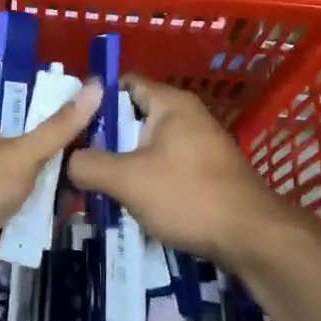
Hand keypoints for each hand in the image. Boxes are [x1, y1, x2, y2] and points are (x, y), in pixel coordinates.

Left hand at [0, 78, 102, 298]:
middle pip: (33, 153)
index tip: (96, 117)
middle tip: (104, 158)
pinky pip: (25, 219)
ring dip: (55, 194)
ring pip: (31, 189)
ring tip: (98, 188)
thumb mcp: (21, 153)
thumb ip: (59, 127)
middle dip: (63, 160)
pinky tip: (75, 218)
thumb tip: (96, 84)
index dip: (58, 114)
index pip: (27, 113)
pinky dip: (43, 222)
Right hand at [65, 75, 290, 269]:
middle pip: (133, 116)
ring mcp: (199, 144)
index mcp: (170, 103)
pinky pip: (165, 166)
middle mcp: (186, 115)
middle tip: (76, 160)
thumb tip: (67, 159)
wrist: (253, 237)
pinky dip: (146, 180)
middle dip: (105, 138)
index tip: (69, 124)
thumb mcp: (128, 180)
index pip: (123, 84)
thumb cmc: (189, 196)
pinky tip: (130, 204)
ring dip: (124, 164)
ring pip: (148, 145)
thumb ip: (90, 165)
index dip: (93, 100)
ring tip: (96, 186)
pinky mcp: (206, 172)